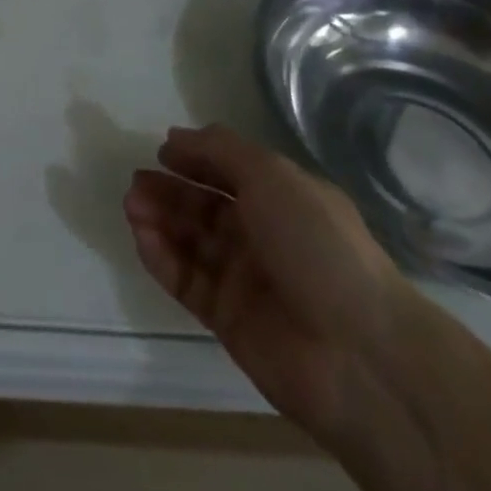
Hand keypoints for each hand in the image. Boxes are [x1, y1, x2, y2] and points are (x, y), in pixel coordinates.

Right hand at [124, 125, 413, 441]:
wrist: (358, 354)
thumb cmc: (317, 245)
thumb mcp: (271, 175)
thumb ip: (220, 150)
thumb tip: (177, 136)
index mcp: (283, 198)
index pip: (230, 171)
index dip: (197, 159)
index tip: (162, 151)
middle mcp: (264, 235)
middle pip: (206, 207)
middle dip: (170, 191)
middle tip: (136, 181)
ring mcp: (246, 279)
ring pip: (192, 242)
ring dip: (161, 220)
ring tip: (132, 204)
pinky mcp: (229, 320)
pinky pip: (188, 281)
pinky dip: (163, 258)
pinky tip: (141, 237)